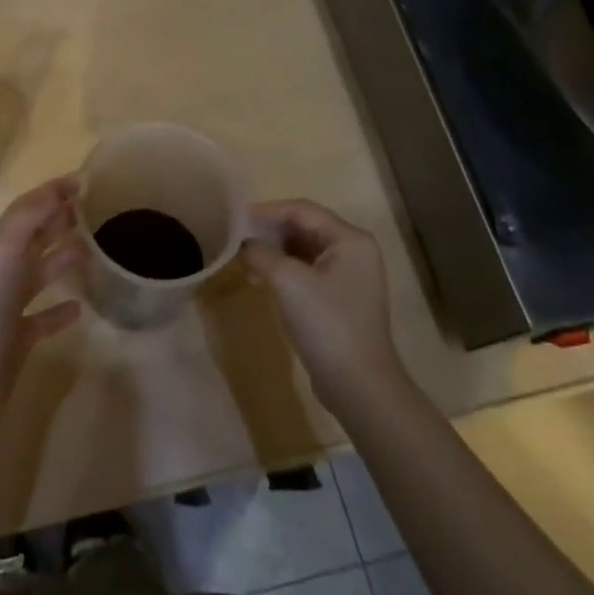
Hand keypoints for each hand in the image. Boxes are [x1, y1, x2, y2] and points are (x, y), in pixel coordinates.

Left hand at [0, 176, 85, 431]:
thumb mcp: (0, 254)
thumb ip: (27, 218)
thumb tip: (58, 188)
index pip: (25, 210)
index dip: (51, 193)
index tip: (85, 180)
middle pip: (31, 238)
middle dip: (57, 220)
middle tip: (92, 209)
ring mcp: (4, 309)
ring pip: (37, 275)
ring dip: (61, 259)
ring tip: (92, 248)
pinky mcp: (15, 341)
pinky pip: (41, 318)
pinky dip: (59, 310)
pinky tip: (80, 307)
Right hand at [243, 199, 404, 413]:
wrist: (358, 385)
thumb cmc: (326, 323)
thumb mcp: (287, 281)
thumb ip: (261, 252)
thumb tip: (245, 243)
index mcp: (350, 239)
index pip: (302, 210)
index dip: (267, 211)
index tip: (235, 218)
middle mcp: (354, 251)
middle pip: (305, 227)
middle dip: (270, 231)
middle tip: (236, 238)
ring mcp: (350, 277)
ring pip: (304, 250)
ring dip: (275, 251)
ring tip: (244, 259)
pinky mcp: (341, 299)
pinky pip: (308, 271)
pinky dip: (284, 270)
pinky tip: (261, 280)